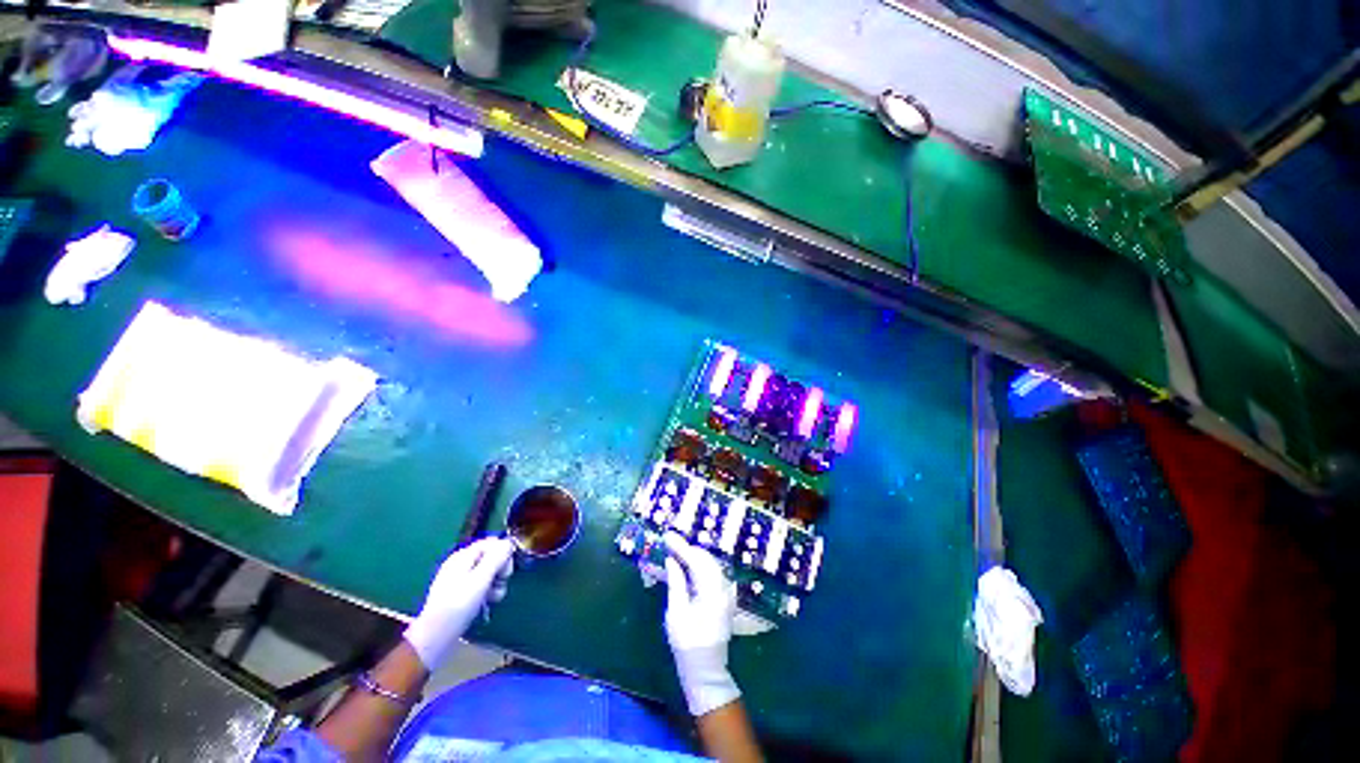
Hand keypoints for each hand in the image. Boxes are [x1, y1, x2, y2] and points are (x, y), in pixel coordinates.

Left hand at [403, 537, 514, 669]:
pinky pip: (478, 584)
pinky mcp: (459, 593)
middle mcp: (460, 563)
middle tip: (502, 582)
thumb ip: (497, 557)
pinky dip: (486, 590)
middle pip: (490, 556)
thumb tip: (509, 542)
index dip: (503, 552)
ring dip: (496, 582)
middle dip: (500, 568)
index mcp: (463, 556)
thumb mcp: (481, 578)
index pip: (491, 543)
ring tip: (495, 596)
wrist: (435, 635)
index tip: (508, 568)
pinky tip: (488, 602)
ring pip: (486, 572)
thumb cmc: (459, 604)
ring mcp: (458, 579)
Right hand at [663, 531, 740, 716]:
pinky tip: (689, 565)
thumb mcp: (676, 613)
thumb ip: (676, 582)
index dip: (681, 547)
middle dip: (688, 548)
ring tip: (677, 550)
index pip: (696, 560)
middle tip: (670, 542)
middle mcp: (723, 588)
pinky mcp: (724, 598)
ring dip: (695, 556)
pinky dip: (700, 565)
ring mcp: (726, 593)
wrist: (706, 670)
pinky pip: (713, 573)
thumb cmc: (687, 644)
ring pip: (711, 564)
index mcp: (712, 591)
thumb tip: (671, 560)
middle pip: (706, 559)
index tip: (667, 536)